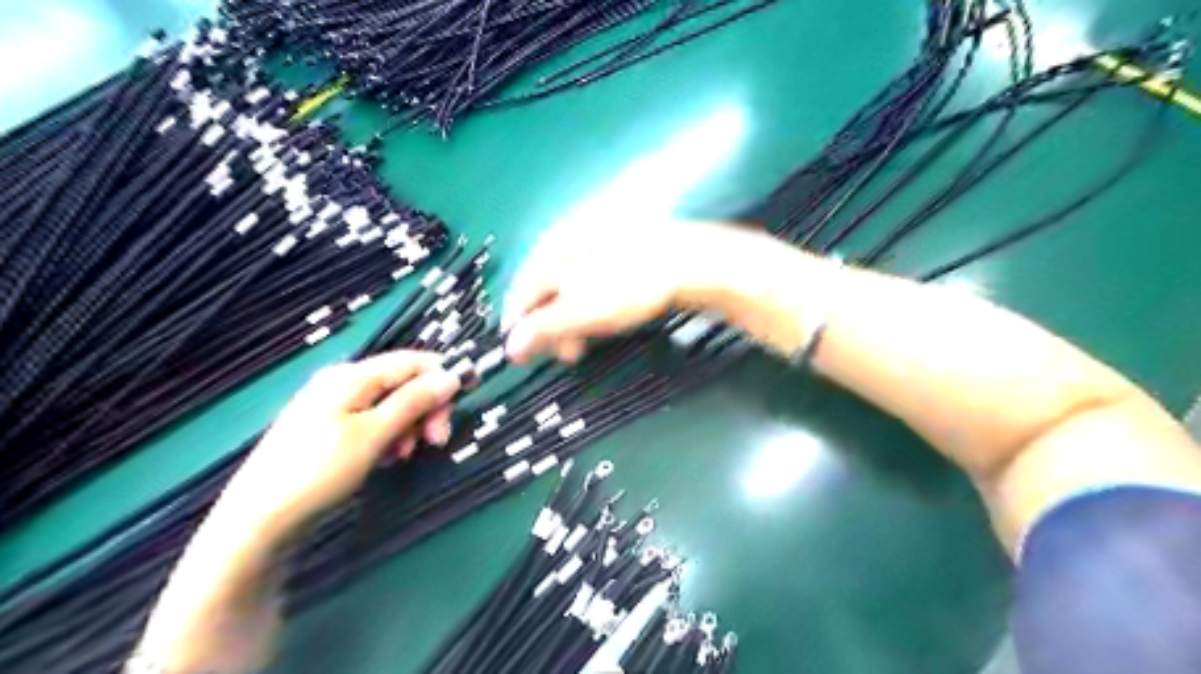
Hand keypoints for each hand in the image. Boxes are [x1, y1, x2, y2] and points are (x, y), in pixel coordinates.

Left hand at [218, 354, 459, 531]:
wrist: (259, 520)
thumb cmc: (319, 471)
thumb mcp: (375, 434)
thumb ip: (414, 401)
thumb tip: (451, 374)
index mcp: (351, 376)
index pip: (411, 360)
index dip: (444, 372)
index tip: (470, 392)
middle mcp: (343, 383)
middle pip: (402, 383)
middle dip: (426, 408)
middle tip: (437, 440)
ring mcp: (334, 406)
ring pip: (391, 405)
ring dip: (409, 426)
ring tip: (404, 455)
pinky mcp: (329, 429)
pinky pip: (374, 421)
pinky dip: (389, 436)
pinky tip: (387, 457)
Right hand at [500, 221, 747, 361]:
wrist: (689, 261)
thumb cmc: (630, 286)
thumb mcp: (583, 312)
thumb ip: (544, 329)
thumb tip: (512, 346)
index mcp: (550, 252)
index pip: (520, 295)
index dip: (519, 329)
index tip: (522, 356)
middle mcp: (565, 242)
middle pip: (544, 292)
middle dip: (551, 329)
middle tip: (565, 355)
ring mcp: (592, 243)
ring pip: (570, 289)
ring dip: (572, 322)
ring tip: (585, 344)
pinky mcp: (615, 250)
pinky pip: (591, 282)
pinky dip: (591, 307)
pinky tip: (603, 320)